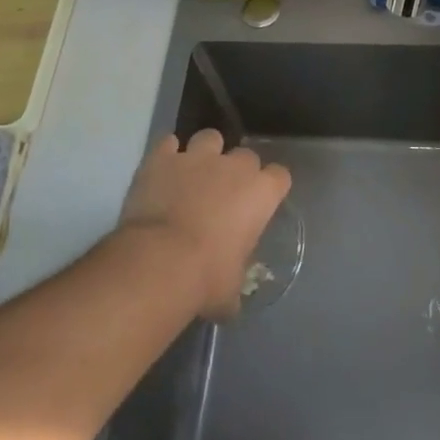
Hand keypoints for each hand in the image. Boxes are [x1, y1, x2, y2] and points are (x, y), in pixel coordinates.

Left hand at [118, 130, 291, 320]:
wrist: (159, 261)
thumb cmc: (206, 278)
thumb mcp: (231, 290)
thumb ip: (235, 282)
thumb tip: (230, 301)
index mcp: (260, 193)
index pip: (280, 176)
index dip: (271, 188)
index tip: (262, 203)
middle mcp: (233, 167)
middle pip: (246, 156)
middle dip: (238, 171)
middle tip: (224, 194)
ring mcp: (196, 157)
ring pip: (209, 138)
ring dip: (205, 153)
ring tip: (194, 174)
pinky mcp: (162, 158)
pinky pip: (168, 144)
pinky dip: (167, 155)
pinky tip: (163, 171)